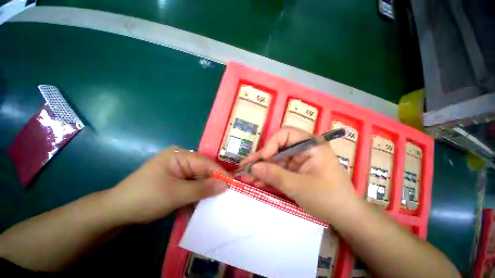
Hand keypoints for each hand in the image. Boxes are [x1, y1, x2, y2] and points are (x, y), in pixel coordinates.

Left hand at [108, 147, 227, 223]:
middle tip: (229, 193)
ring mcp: (180, 170)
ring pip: (200, 178)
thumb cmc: (145, 198)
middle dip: (215, 182)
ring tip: (220, 199)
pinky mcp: (178, 180)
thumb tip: (225, 185)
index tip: (233, 184)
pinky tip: (205, 202)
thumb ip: (202, 189)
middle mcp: (182, 159)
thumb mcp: (176, 194)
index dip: (220, 173)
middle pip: (204, 170)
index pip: (206, 163)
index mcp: (180, 155)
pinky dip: (199, 193)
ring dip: (207, 189)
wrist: (117, 211)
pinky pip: (193, 185)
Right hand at [240, 127, 358, 223]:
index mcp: (310, 145)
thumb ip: (275, 176)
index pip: (286, 134)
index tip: (263, 158)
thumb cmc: (329, 199)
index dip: (271, 143)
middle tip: (244, 167)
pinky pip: (278, 171)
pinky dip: (267, 177)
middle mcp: (303, 150)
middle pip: (276, 149)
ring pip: (275, 161)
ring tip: (245, 177)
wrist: (346, 218)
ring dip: (261, 170)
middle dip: (260, 160)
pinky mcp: (295, 172)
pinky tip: (255, 181)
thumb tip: (253, 168)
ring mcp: (298, 161)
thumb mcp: (300, 187)